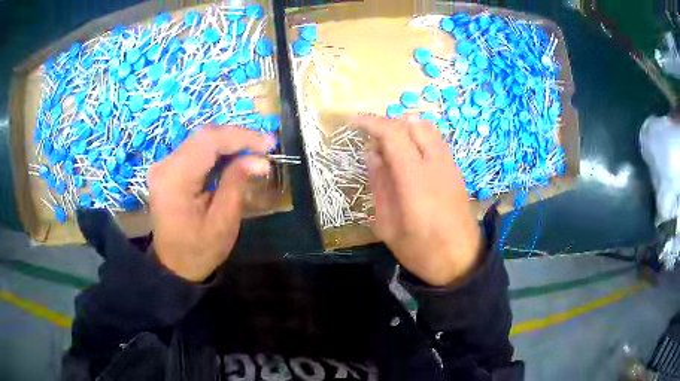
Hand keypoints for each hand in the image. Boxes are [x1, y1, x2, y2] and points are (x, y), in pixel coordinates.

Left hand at [148, 125, 275, 281]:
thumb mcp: (223, 222)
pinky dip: (217, 151)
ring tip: (254, 151)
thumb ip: (237, 184)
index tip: (269, 143)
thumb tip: (259, 160)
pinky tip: (234, 157)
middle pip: (204, 136)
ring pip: (200, 140)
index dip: (241, 137)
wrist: (174, 266)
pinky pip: (195, 151)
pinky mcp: (168, 170)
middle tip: (265, 146)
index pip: (209, 141)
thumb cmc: (199, 250)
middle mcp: (165, 165)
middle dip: (237, 137)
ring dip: (229, 143)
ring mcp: (164, 166)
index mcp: (175, 178)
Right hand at [356, 115, 481, 286]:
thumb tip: (372, 154)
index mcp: (414, 180)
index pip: (393, 134)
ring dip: (405, 129)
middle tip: (373, 141)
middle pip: (412, 124)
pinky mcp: (456, 170)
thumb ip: (379, 185)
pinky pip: (436, 141)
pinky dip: (419, 137)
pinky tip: (410, 157)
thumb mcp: (387, 225)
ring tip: (391, 147)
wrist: (461, 261)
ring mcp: (450, 165)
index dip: (371, 123)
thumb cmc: (420, 250)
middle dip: (388, 125)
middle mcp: (435, 164)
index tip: (354, 123)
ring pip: (427, 128)